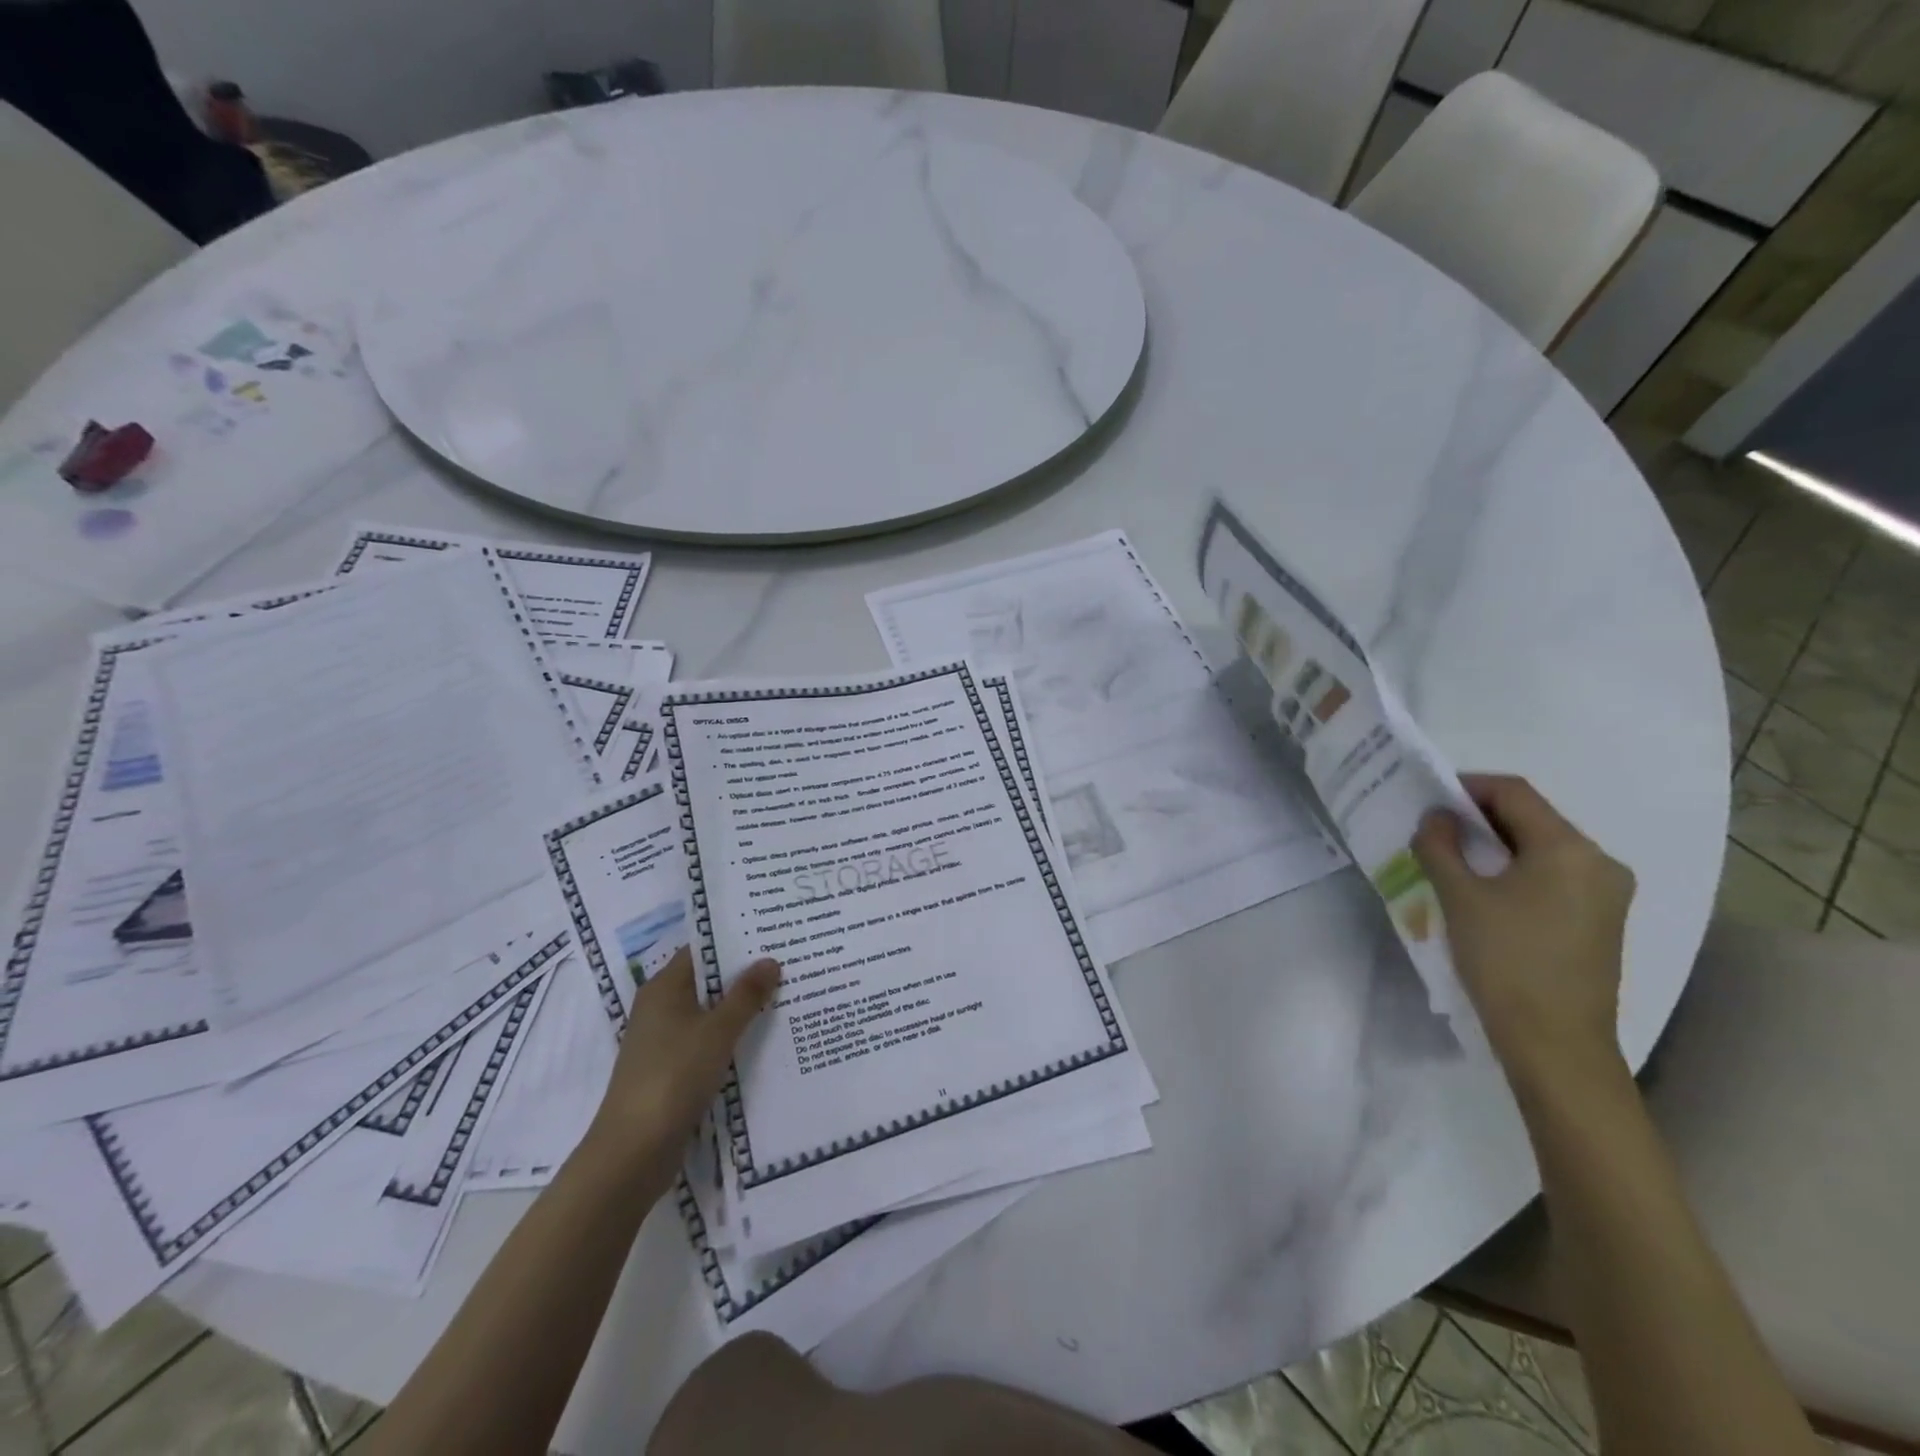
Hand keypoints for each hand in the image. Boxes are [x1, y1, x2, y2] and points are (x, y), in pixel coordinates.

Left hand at [584, 947, 780, 1179]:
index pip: (701, 951)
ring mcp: (664, 1042)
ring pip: (709, 1014)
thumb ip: (746, 995)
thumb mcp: (717, 1031)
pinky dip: (730, 1037)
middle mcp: (660, 1008)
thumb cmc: (673, 1076)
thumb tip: (769, 960)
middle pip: (706, 981)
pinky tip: (762, 1039)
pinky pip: (707, 1042)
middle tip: (787, 962)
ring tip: (784, 995)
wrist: (633, 1152)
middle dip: (744, 975)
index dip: (734, 941)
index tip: (770, 934)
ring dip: (740, 1008)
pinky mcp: (671, 1071)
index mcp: (663, 988)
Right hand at [1413, 773, 1633, 1087]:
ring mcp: (1606, 893)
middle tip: (1432, 828)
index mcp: (1569, 848)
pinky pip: (1553, 874)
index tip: (1427, 798)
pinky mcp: (1600, 919)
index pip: (1514, 793)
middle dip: (1479, 817)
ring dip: (1495, 844)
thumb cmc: (1505, 959)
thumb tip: (1436, 817)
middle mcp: (1599, 862)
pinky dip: (1515, 869)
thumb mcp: (1459, 896)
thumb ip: (1440, 846)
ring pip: (1542, 847)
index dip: (1467, 786)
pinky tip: (1484, 888)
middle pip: (1532, 818)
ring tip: (1451, 858)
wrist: (1555, 1041)